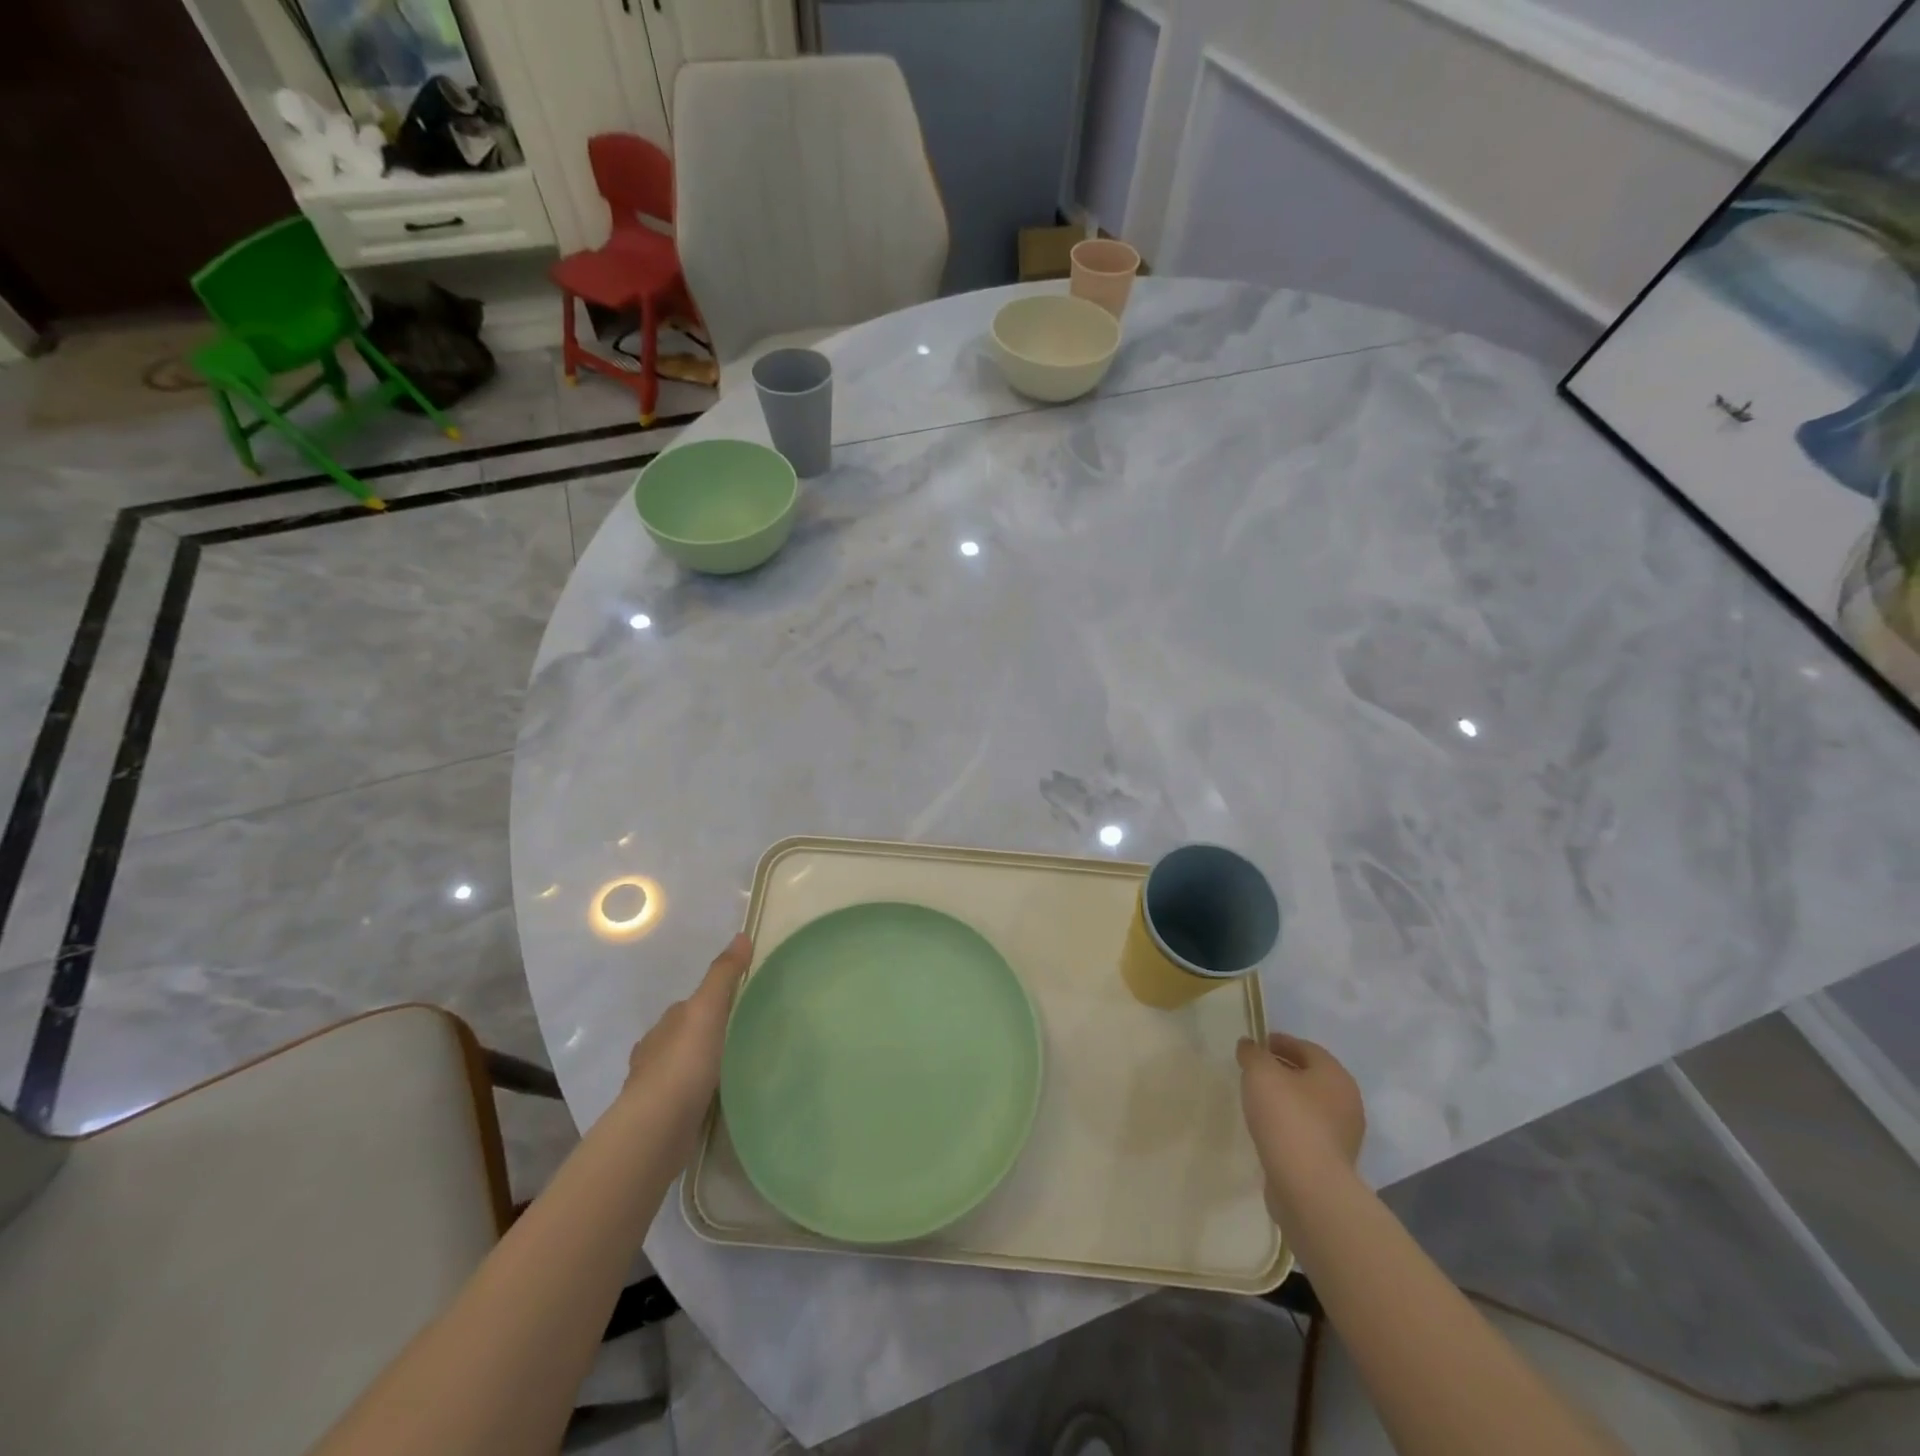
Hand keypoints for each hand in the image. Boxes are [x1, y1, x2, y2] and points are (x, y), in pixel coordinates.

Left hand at [622, 933, 751, 1157]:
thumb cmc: (682, 1064)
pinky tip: (716, 1100)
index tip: (740, 1008)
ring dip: (702, 1068)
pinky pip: (685, 1098)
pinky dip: (699, 1095)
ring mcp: (654, 1088)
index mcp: (665, 1025)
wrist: (655, 1130)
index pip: (689, 1006)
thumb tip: (740, 935)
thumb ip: (723, 975)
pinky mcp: (661, 1119)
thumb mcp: (708, 1010)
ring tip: (735, 1070)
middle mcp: (654, 1052)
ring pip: (684, 1069)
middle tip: (743, 1039)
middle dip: (707, 1037)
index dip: (712, 1004)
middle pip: (686, 1037)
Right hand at [1237, 1032, 1366, 1223]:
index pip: (1306, 1048)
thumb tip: (1249, 1046)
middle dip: (1283, 1070)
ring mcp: (1344, 1135)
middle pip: (1311, 1077)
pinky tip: (1269, 1129)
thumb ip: (1253, 1054)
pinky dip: (1290, 1124)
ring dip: (1287, 1099)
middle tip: (1254, 1070)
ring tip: (1257, 1100)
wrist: (1308, 1186)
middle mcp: (1347, 1102)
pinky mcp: (1333, 1161)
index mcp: (1335, 1075)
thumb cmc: (1287, 1118)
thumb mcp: (1260, 1073)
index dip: (1279, 1042)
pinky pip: (1309, 1132)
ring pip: (1310, 1106)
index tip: (1256, 1045)